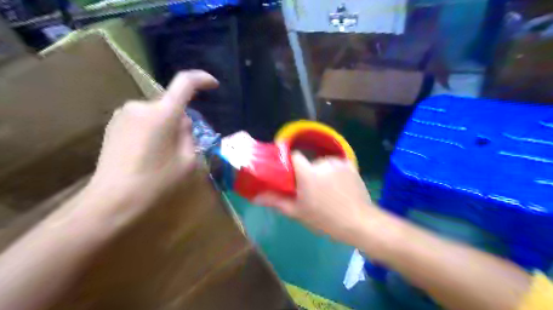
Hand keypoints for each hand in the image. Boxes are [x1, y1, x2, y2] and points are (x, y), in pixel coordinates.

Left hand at [86, 70, 217, 214]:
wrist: (113, 200)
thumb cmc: (157, 182)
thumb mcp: (188, 160)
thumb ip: (189, 135)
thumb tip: (182, 122)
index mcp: (163, 114)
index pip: (185, 83)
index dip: (201, 79)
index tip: (214, 85)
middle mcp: (141, 106)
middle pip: (170, 105)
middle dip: (181, 119)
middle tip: (184, 146)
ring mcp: (123, 114)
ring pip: (156, 113)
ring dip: (166, 126)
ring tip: (164, 153)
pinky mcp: (113, 125)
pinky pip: (142, 120)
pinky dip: (152, 130)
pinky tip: (148, 153)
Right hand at [254, 152, 380, 244]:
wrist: (358, 223)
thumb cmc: (325, 219)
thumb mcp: (297, 212)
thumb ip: (276, 201)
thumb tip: (255, 196)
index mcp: (307, 172)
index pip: (294, 156)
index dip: (291, 163)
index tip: (291, 175)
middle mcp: (322, 162)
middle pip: (309, 162)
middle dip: (308, 173)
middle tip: (311, 191)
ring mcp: (338, 162)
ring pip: (324, 163)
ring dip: (323, 173)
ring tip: (328, 191)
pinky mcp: (351, 165)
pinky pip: (337, 164)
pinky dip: (336, 172)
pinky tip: (340, 186)